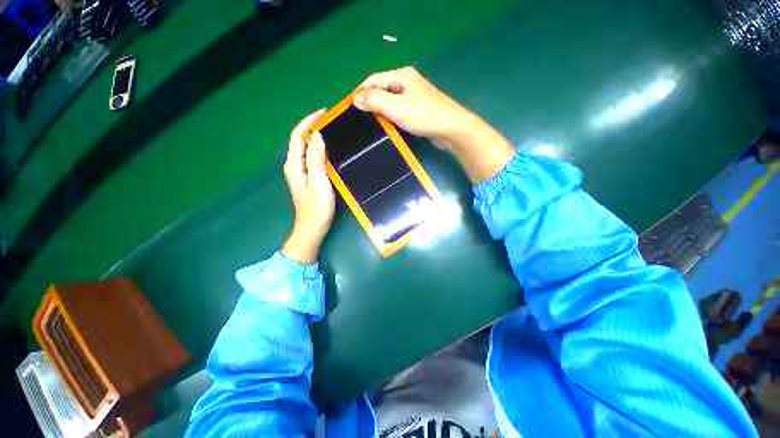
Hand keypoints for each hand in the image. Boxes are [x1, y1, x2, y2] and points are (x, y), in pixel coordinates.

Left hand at [281, 110, 335, 263]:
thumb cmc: (317, 207)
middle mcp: (294, 166)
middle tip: (331, 121)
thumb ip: (316, 159)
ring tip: (332, 131)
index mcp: (294, 165)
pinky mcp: (307, 178)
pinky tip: (330, 150)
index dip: (308, 122)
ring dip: (316, 138)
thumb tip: (317, 135)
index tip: (324, 113)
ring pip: (306, 149)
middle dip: (313, 127)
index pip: (298, 136)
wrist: (313, 228)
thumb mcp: (319, 182)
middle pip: (300, 140)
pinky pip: (311, 158)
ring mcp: (300, 172)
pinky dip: (319, 149)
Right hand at [354, 67, 514, 182]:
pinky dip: (391, 118)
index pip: (373, 79)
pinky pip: (399, 111)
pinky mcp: (418, 110)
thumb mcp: (396, 106)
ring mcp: (413, 97)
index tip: (351, 109)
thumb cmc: (424, 115)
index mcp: (401, 76)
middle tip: (360, 120)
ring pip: (390, 102)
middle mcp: (407, 83)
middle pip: (381, 90)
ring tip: (371, 125)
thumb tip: (356, 98)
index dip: (361, 92)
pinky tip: (387, 128)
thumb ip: (375, 100)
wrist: (451, 128)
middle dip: (370, 103)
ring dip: (380, 112)